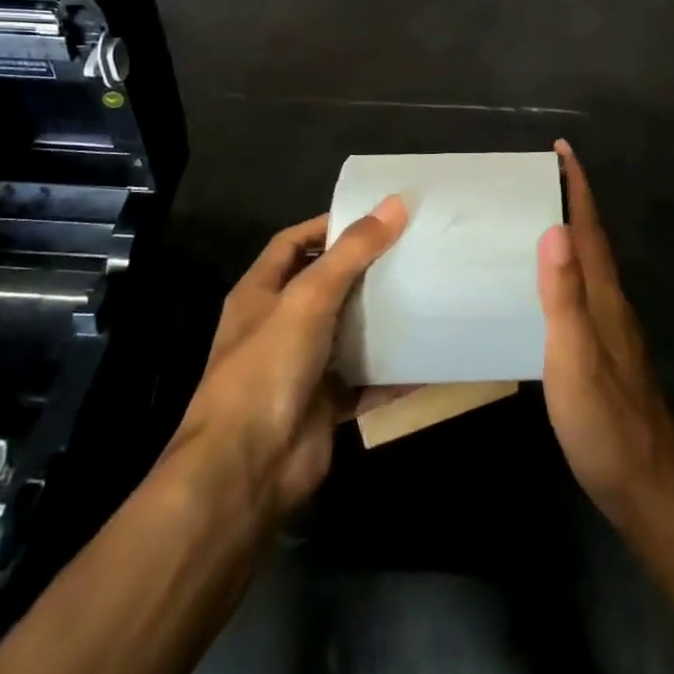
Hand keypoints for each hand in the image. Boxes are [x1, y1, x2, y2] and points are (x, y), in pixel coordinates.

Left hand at [163, 197, 409, 518]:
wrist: (247, 470)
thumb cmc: (268, 368)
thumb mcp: (309, 299)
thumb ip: (352, 252)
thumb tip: (395, 203)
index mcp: (260, 293)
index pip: (293, 243)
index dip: (327, 226)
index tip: (375, 216)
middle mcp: (278, 325)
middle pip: (324, 285)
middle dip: (363, 270)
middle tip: (410, 250)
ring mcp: (301, 367)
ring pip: (346, 332)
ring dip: (378, 318)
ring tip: (424, 291)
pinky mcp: (324, 404)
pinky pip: (364, 380)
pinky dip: (391, 371)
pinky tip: (426, 356)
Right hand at [538, 141, 673, 527]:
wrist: (648, 489)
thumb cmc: (605, 423)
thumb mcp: (575, 360)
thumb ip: (564, 298)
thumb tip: (555, 230)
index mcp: (603, 299)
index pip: (589, 230)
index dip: (578, 188)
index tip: (563, 149)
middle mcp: (612, 305)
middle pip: (593, 241)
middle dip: (574, 201)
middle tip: (544, 174)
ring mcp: (613, 331)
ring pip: (592, 266)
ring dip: (573, 234)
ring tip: (542, 216)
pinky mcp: (607, 354)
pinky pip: (586, 292)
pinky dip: (570, 271)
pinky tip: (553, 285)